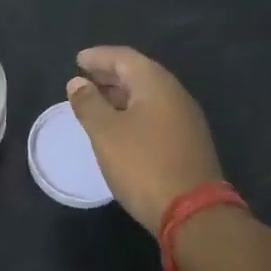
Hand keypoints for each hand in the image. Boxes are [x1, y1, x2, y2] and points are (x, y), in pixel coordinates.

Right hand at [66, 46, 222, 236]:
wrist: (193, 213)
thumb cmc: (143, 165)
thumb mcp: (105, 133)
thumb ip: (88, 104)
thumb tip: (77, 82)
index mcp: (156, 84)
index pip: (124, 57)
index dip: (99, 57)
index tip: (77, 61)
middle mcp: (175, 95)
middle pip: (139, 74)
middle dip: (110, 74)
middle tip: (84, 79)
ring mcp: (186, 119)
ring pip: (148, 96)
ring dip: (121, 94)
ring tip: (96, 102)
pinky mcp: (188, 142)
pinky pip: (156, 114)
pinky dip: (134, 112)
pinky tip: (120, 127)